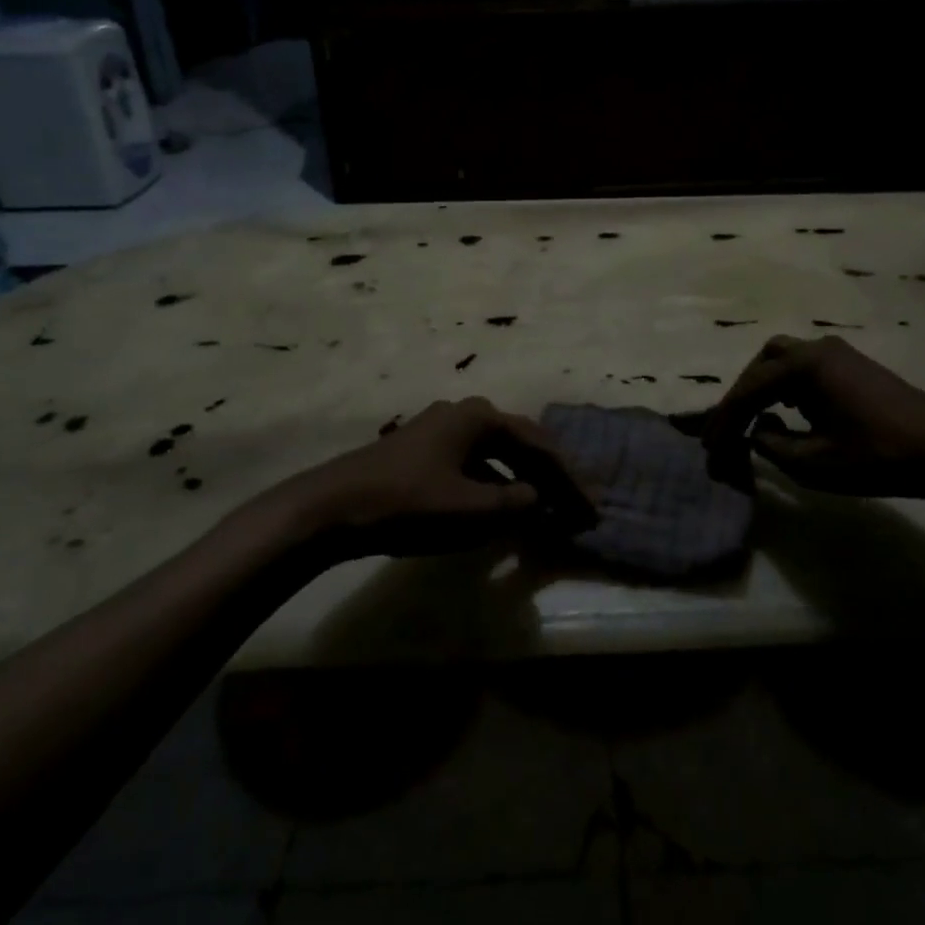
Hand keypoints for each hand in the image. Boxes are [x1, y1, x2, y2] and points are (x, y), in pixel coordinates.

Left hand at [282, 397, 584, 555]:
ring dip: (524, 482)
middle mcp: (464, 414)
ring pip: (497, 455)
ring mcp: (441, 431)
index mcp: (480, 417)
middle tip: (578, 508)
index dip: (570, 480)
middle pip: (521, 445)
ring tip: (547, 510)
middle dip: (551, 478)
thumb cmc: (407, 503)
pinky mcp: (424, 452)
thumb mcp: (469, 509)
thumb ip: (513, 504)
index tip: (592, 509)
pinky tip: (502, 509)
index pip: (540, 446)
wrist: (332, 507)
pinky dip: (495, 486)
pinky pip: (475, 465)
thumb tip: (537, 498)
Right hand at [701, 335, 924, 498]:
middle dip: (740, 396)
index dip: (723, 420)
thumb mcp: (812, 462)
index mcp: (803, 366)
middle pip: (761, 364)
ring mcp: (838, 353)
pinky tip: (787, 412)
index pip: (748, 390)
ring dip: (762, 387)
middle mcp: (816, 348)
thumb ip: (771, 444)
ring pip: (782, 360)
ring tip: (751, 421)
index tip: (708, 448)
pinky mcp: (853, 366)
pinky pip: (804, 366)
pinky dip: (785, 386)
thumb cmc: (876, 456)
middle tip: (727, 430)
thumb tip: (757, 430)